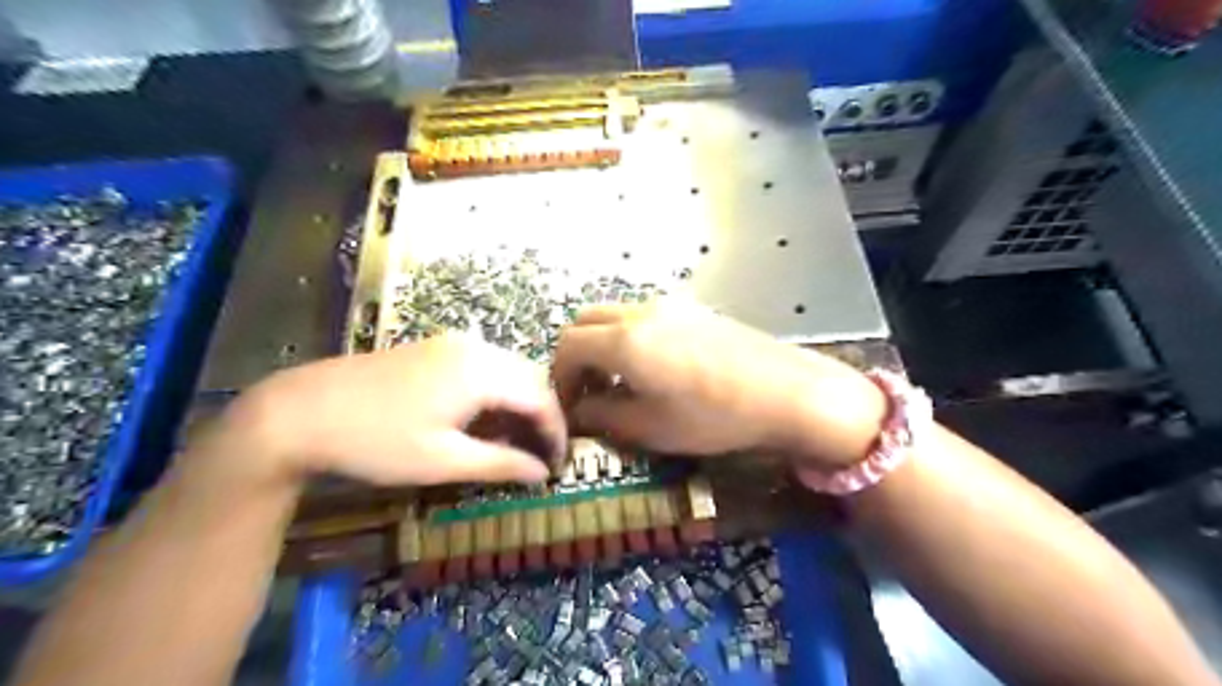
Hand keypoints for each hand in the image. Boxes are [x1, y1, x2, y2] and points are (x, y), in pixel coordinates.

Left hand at [216, 332, 567, 485]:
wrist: (298, 412)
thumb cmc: (376, 441)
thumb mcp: (443, 461)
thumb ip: (501, 463)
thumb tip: (542, 473)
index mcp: (482, 371)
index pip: (542, 398)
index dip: (557, 432)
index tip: (558, 465)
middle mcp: (475, 347)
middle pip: (530, 378)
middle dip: (543, 416)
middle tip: (541, 454)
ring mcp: (452, 343)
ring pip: (509, 370)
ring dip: (520, 403)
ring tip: (517, 440)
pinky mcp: (435, 348)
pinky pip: (485, 366)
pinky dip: (498, 392)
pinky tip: (486, 418)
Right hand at [555, 299, 888, 471]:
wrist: (788, 393)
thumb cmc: (715, 417)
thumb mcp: (650, 428)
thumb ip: (603, 415)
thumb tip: (581, 410)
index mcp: (625, 341)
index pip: (568, 346)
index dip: (559, 377)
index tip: (568, 406)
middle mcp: (642, 312)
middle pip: (586, 321)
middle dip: (577, 355)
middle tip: (588, 392)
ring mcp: (670, 305)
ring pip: (615, 315)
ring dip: (603, 344)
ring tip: (620, 382)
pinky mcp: (694, 308)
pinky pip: (644, 316)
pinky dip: (629, 337)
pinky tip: (653, 368)